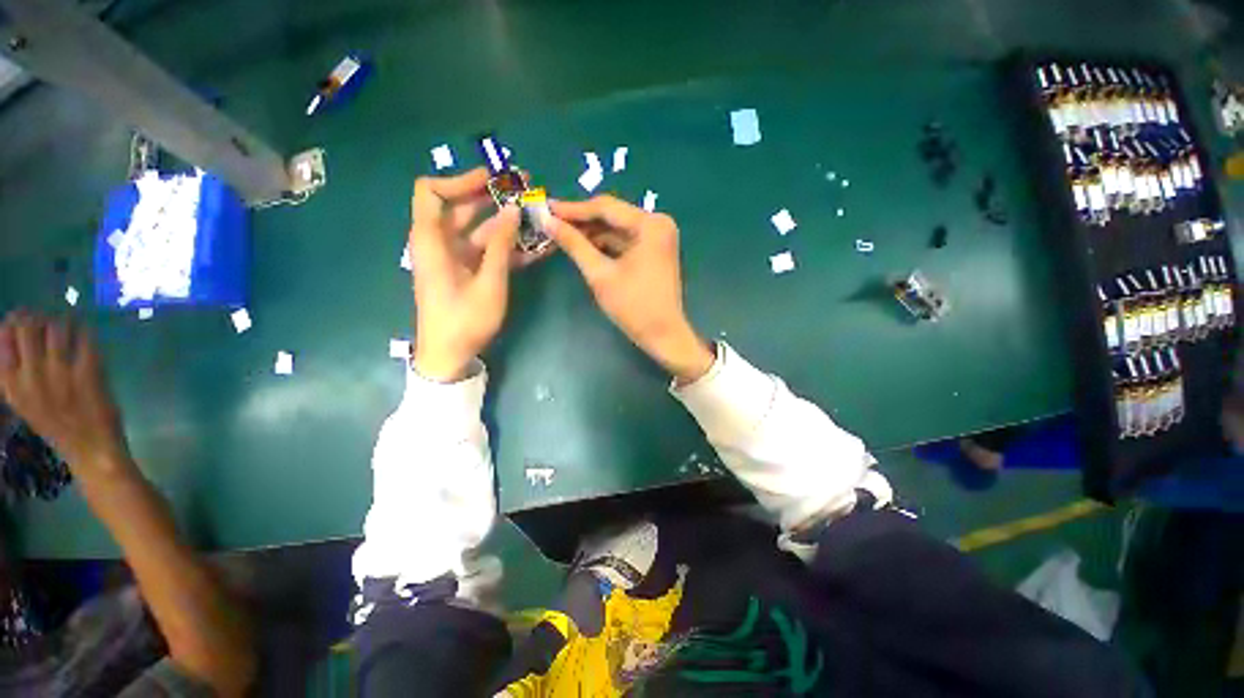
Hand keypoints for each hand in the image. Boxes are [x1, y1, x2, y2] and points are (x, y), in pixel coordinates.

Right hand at [0, 311, 131, 478]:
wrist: (90, 448)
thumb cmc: (56, 425)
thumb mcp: (22, 401)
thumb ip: (14, 373)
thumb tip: (8, 334)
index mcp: (11, 385)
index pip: (3, 339)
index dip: (13, 322)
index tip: (20, 318)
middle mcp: (32, 376)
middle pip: (28, 327)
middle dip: (36, 316)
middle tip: (44, 317)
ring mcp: (60, 373)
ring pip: (56, 327)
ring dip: (61, 321)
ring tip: (65, 324)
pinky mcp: (87, 372)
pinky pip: (84, 338)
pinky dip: (84, 330)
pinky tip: (84, 331)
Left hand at [408, 168, 543, 381]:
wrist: (449, 354)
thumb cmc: (464, 321)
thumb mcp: (488, 283)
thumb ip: (500, 245)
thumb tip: (513, 210)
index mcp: (432, 241)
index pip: (431, 192)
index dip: (460, 180)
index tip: (493, 178)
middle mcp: (440, 243)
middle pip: (461, 207)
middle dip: (493, 195)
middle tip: (525, 187)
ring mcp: (455, 257)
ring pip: (479, 229)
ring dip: (507, 222)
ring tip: (537, 213)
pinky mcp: (468, 271)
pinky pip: (487, 250)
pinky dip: (508, 246)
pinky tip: (535, 244)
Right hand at [548, 196, 713, 382]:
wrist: (663, 335)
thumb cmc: (633, 306)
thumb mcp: (600, 274)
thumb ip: (574, 245)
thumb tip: (547, 221)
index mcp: (650, 225)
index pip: (606, 208)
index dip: (573, 209)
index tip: (546, 208)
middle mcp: (658, 224)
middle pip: (612, 216)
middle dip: (582, 221)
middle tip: (550, 221)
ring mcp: (658, 238)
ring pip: (617, 229)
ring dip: (592, 233)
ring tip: (561, 234)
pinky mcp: (655, 251)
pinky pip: (625, 241)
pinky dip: (605, 244)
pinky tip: (583, 246)